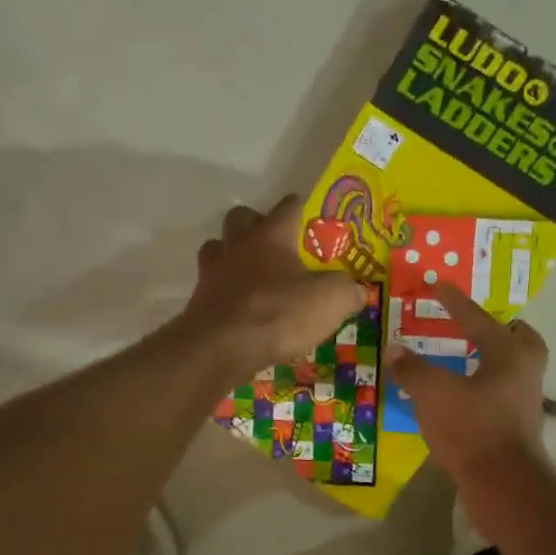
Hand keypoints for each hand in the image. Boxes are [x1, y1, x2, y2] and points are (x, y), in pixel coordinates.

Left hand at [187, 197, 363, 374]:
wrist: (222, 348)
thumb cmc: (279, 314)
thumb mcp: (330, 302)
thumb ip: (347, 291)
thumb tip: (356, 290)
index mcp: (272, 237)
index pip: (287, 207)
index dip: (299, 206)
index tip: (307, 212)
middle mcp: (238, 246)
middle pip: (240, 217)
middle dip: (255, 223)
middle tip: (274, 244)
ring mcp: (213, 272)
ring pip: (217, 247)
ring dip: (231, 253)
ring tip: (250, 273)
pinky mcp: (199, 300)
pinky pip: (211, 284)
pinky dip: (224, 289)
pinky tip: (238, 305)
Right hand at [388, 285, 549, 487]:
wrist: (504, 485)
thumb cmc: (472, 428)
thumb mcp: (433, 394)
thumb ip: (412, 369)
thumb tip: (395, 349)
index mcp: (509, 353)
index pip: (477, 318)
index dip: (454, 301)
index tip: (439, 285)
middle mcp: (525, 372)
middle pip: (519, 340)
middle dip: (498, 329)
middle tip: (474, 326)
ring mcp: (525, 402)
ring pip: (511, 369)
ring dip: (489, 360)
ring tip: (462, 359)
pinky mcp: (517, 428)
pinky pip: (500, 395)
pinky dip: (483, 388)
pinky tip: (461, 396)